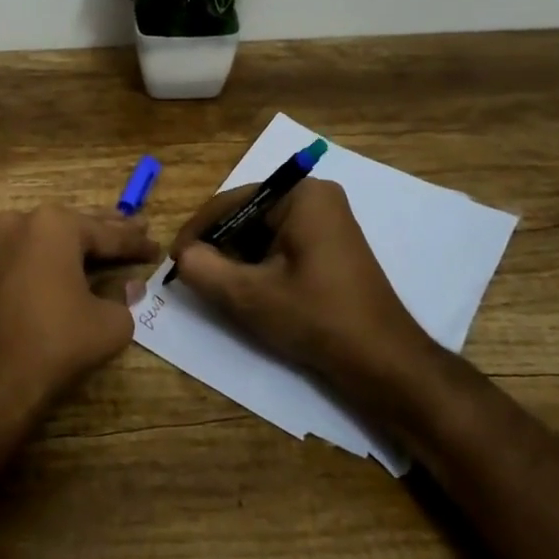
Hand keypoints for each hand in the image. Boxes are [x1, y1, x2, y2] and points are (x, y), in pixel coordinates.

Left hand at [0, 206, 158, 431]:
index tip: (157, 247)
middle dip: (108, 231)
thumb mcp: (110, 322)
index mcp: (55, 224)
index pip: (107, 233)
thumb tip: (129, 286)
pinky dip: (51, 259)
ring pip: (49, 238)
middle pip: (76, 227)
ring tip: (107, 243)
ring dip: (77, 244)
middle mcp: (22, 222)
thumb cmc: (56, 342)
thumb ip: (124, 297)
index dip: (136, 243)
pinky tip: (70, 265)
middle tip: (138, 228)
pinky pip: (29, 255)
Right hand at [170, 179, 435, 381]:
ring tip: (219, 288)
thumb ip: (204, 269)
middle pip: (248, 216)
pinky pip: (282, 245)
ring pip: (262, 233)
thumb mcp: (249, 295)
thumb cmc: (317, 318)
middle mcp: (315, 198)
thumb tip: (183, 255)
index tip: (174, 261)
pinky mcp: (330, 246)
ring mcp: (327, 221)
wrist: (384, 362)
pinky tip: (250, 292)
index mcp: (301, 196)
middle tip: (195, 277)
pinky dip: (261, 266)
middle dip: (220, 246)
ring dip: (238, 259)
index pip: (232, 202)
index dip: (198, 231)